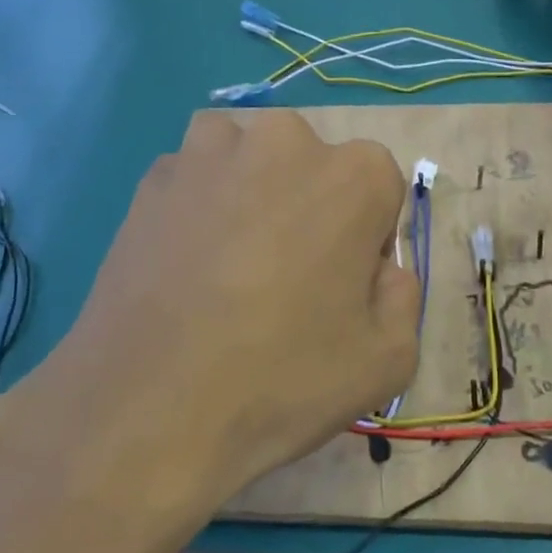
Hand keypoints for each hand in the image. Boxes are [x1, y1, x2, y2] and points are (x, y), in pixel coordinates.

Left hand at [0, 110, 419, 514]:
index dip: (366, 239)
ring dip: (253, 193)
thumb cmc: (282, 382)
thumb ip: (404, 295)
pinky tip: (187, 264)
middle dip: (310, 208)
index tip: (342, 287)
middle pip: (315, 167)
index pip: (380, 189)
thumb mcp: (388, 360)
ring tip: (232, 262)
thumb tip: (380, 269)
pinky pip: (196, 177)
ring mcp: (212, 151)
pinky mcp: (155, 176)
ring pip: (252, 159)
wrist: (147, 412)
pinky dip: (200, 205)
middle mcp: (287, 140)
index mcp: (356, 174)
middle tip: (286, 278)